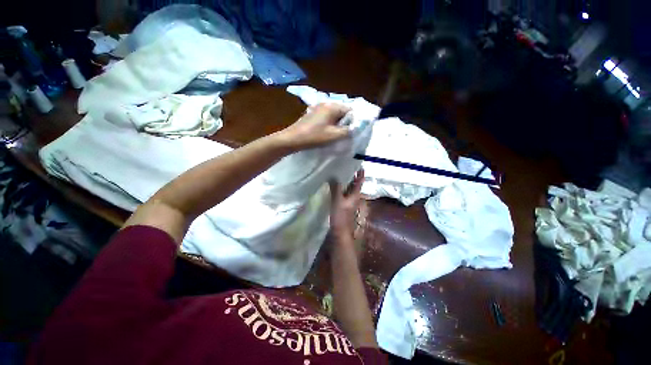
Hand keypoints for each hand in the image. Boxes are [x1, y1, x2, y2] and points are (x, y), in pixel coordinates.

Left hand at [276, 103, 350, 151]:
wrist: (293, 139)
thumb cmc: (314, 136)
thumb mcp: (334, 135)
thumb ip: (348, 131)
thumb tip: (356, 128)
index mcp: (332, 106)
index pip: (350, 110)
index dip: (354, 121)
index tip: (353, 131)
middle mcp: (326, 104)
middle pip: (342, 112)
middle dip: (346, 122)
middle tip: (346, 134)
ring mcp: (318, 108)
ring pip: (334, 115)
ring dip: (338, 124)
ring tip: (337, 134)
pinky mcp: (313, 114)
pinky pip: (327, 117)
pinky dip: (330, 123)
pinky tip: (328, 132)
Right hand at [329, 169, 364, 240]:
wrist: (340, 230)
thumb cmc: (341, 215)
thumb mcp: (338, 199)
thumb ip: (336, 187)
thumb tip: (334, 176)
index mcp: (355, 194)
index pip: (360, 181)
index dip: (360, 173)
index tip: (360, 164)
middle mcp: (354, 196)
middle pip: (355, 184)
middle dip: (353, 175)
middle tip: (347, 166)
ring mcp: (349, 200)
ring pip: (349, 188)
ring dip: (346, 181)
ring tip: (340, 173)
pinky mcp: (344, 204)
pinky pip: (344, 192)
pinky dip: (341, 187)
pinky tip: (335, 185)